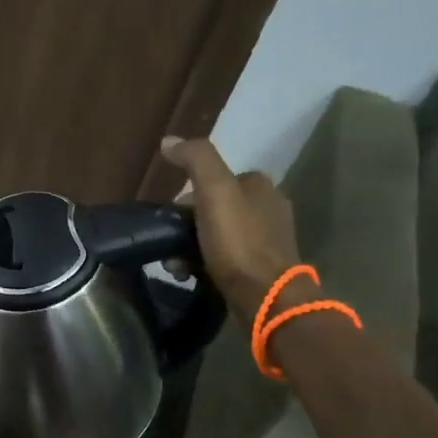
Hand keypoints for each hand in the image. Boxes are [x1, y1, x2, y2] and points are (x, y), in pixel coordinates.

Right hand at [160, 137, 303, 319]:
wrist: (265, 296)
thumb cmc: (238, 242)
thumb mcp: (214, 192)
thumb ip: (195, 160)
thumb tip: (168, 141)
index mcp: (259, 185)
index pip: (213, 181)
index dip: (186, 198)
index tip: (171, 217)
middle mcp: (268, 207)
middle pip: (213, 209)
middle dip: (186, 226)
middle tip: (169, 246)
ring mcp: (267, 239)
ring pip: (216, 234)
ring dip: (190, 247)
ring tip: (176, 266)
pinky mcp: (262, 267)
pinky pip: (225, 257)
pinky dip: (204, 263)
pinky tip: (191, 275)